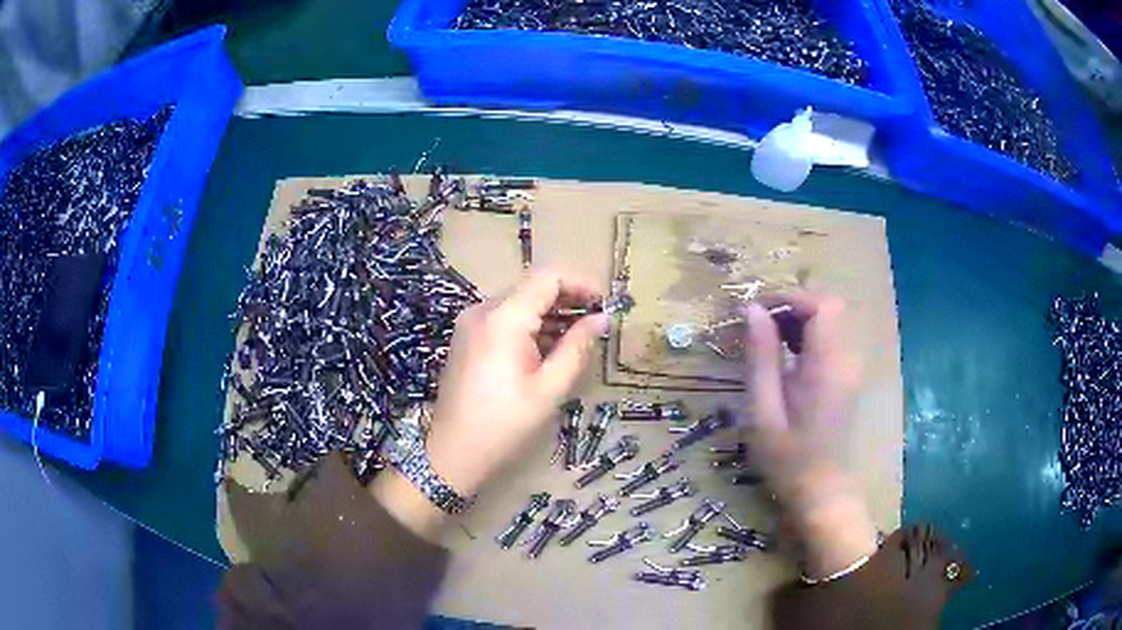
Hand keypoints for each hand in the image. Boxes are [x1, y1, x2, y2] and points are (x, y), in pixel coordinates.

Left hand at [373, 269, 607, 540]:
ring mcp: (470, 323)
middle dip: (567, 300)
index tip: (604, 304)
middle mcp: (483, 310)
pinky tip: (548, 349)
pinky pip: (504, 319)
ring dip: (549, 314)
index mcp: (504, 318)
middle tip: (596, 323)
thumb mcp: (549, 388)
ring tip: (578, 339)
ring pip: (518, 303)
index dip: (581, 284)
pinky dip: (529, 326)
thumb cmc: (505, 424)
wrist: (453, 452)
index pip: (548, 278)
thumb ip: (577, 347)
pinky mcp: (467, 338)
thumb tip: (602, 319)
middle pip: (532, 287)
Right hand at [743, 295, 877, 578]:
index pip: (822, 305)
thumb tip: (752, 310)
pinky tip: (785, 361)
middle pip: (828, 308)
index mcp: (828, 365)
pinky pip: (830, 342)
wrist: (822, 494)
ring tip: (765, 344)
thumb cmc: (788, 459)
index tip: (756, 312)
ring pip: (830, 323)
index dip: (790, 298)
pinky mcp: (847, 378)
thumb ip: (761, 358)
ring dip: (798, 322)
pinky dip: (807, 339)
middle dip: (792, 308)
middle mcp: (846, 359)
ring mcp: (850, 369)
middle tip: (757, 328)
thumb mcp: (764, 411)